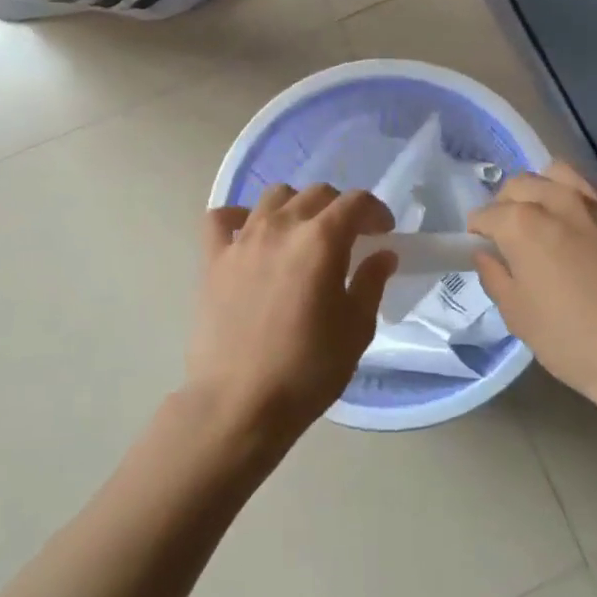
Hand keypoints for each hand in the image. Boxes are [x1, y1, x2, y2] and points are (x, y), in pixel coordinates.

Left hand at [188, 185, 397, 445]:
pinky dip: (240, 218)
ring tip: (303, 235)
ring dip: (296, 206)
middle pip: (316, 193)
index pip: (355, 202)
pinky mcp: (213, 259)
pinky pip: (222, 219)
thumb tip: (382, 255)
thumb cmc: (308, 369)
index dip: (376, 211)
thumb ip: (371, 283)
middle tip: (350, 237)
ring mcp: (242, 240)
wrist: (240, 403)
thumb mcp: (356, 329)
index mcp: (321, 240)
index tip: (383, 232)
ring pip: (273, 197)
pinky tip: (250, 236)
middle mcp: (281, 227)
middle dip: (340, 208)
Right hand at [469, 163, 596, 411]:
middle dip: (508, 203)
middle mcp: (560, 202)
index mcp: (523, 225)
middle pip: (522, 184)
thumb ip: (496, 277)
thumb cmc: (574, 342)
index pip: (487, 214)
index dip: (479, 229)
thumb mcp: (518, 317)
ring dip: (549, 187)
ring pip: (564, 172)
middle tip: (513, 231)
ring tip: (552, 213)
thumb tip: (487, 254)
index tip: (482, 244)